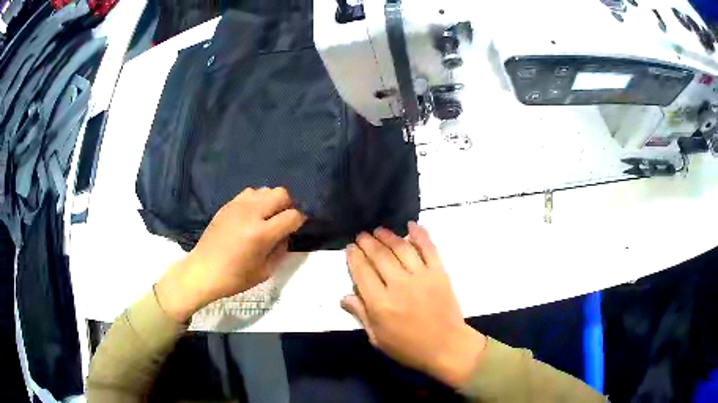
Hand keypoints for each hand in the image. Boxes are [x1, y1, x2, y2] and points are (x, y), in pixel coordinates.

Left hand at [156, 187, 304, 321]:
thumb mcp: (265, 271)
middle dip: (288, 205)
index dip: (299, 221)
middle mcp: (251, 214)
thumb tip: (286, 234)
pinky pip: (249, 193)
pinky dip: (256, 200)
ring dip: (271, 201)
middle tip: (283, 220)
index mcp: (261, 234)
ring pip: (265, 190)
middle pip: (281, 194)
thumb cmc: (234, 278)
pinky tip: (252, 215)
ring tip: (267, 217)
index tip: (295, 228)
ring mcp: (237, 206)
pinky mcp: (227, 205)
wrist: (203, 271)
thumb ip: (280, 250)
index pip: (292, 216)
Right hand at [342, 223, 486, 388]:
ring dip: (388, 236)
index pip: (362, 273)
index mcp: (380, 304)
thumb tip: (344, 296)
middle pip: (379, 256)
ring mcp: (421, 276)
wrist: (446, 347)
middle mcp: (399, 285)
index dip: (354, 257)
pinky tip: (411, 225)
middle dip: (367, 243)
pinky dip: (420, 234)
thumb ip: (361, 315)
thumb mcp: (378, 338)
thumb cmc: (409, 348)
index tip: (350, 248)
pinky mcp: (439, 273)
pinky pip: (429, 249)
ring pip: (401, 248)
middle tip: (361, 236)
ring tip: (379, 230)